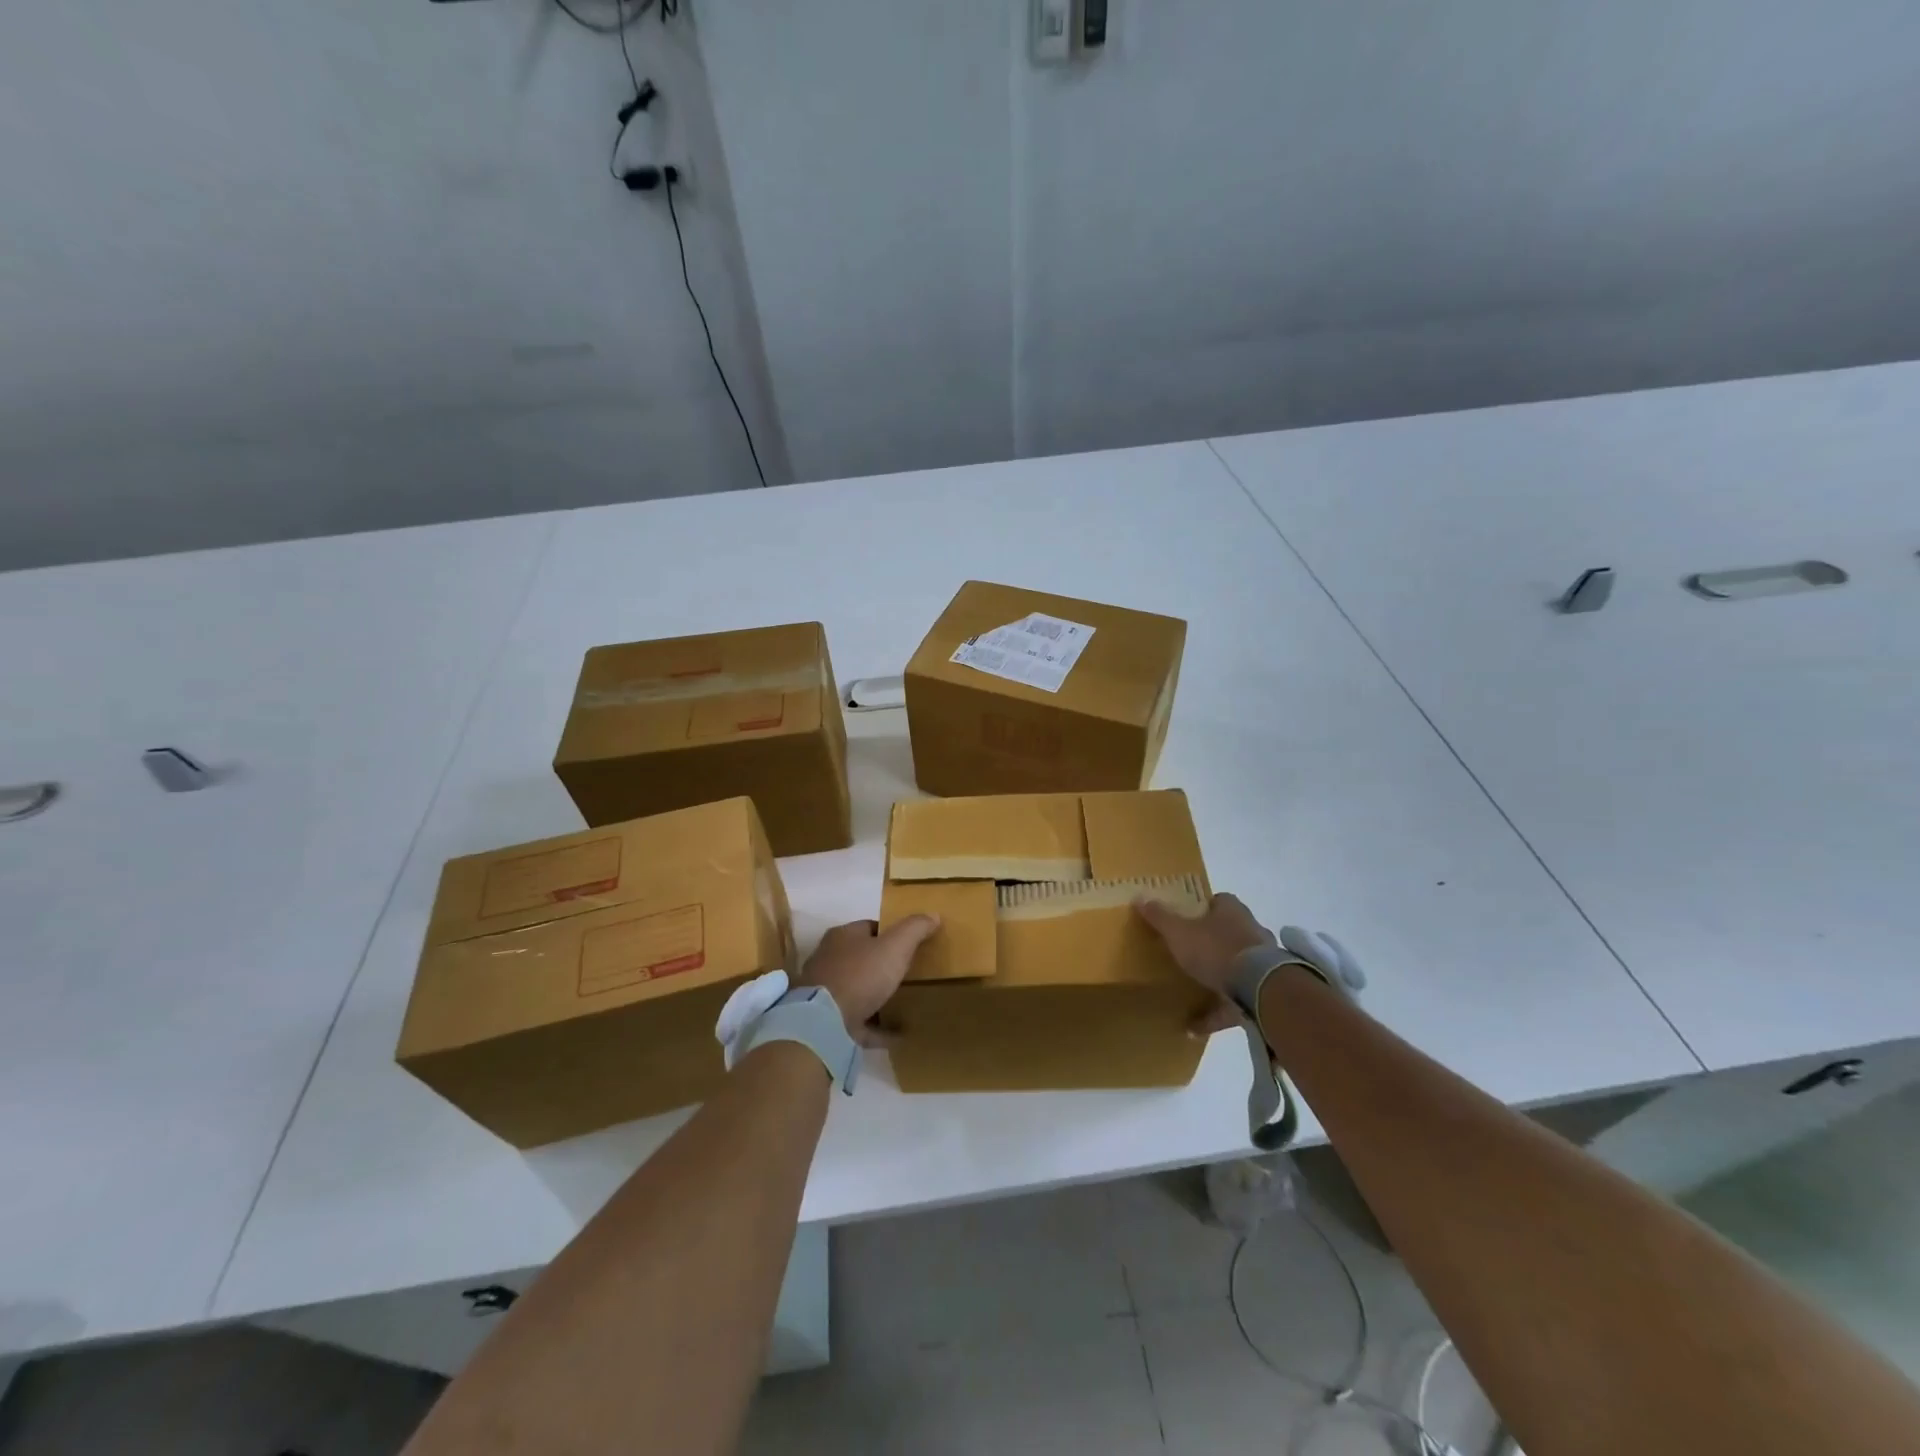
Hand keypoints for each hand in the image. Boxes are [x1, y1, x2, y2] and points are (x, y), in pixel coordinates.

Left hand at [798, 916, 939, 1045]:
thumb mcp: (895, 946)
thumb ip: (914, 929)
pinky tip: (897, 1034)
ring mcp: (825, 992)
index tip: (910, 945)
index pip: (869, 927)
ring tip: (903, 1002)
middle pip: (861, 958)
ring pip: (857, 989)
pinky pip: (858, 1022)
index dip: (891, 934)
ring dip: (877, 995)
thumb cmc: (861, 975)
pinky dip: (877, 1026)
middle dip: (881, 964)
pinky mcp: (827, 1021)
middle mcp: (829, 960)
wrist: (824, 1022)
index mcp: (842, 937)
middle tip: (908, 973)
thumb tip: (933, 914)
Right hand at [1135, 892, 1273, 1036]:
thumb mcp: (1178, 932)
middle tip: (1188, 954)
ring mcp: (1262, 962)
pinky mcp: (1264, 991)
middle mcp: (1251, 931)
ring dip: (1217, 979)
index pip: (1218, 902)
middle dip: (1211, 943)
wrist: (1258, 987)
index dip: (1202, 909)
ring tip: (1192, 992)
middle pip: (1228, 933)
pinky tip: (1194, 1027)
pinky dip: (1216, 1014)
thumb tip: (1140, 897)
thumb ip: (1160, 917)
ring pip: (1236, 967)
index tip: (1186, 920)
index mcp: (1232, 911)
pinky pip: (1236, 1002)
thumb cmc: (1215, 949)